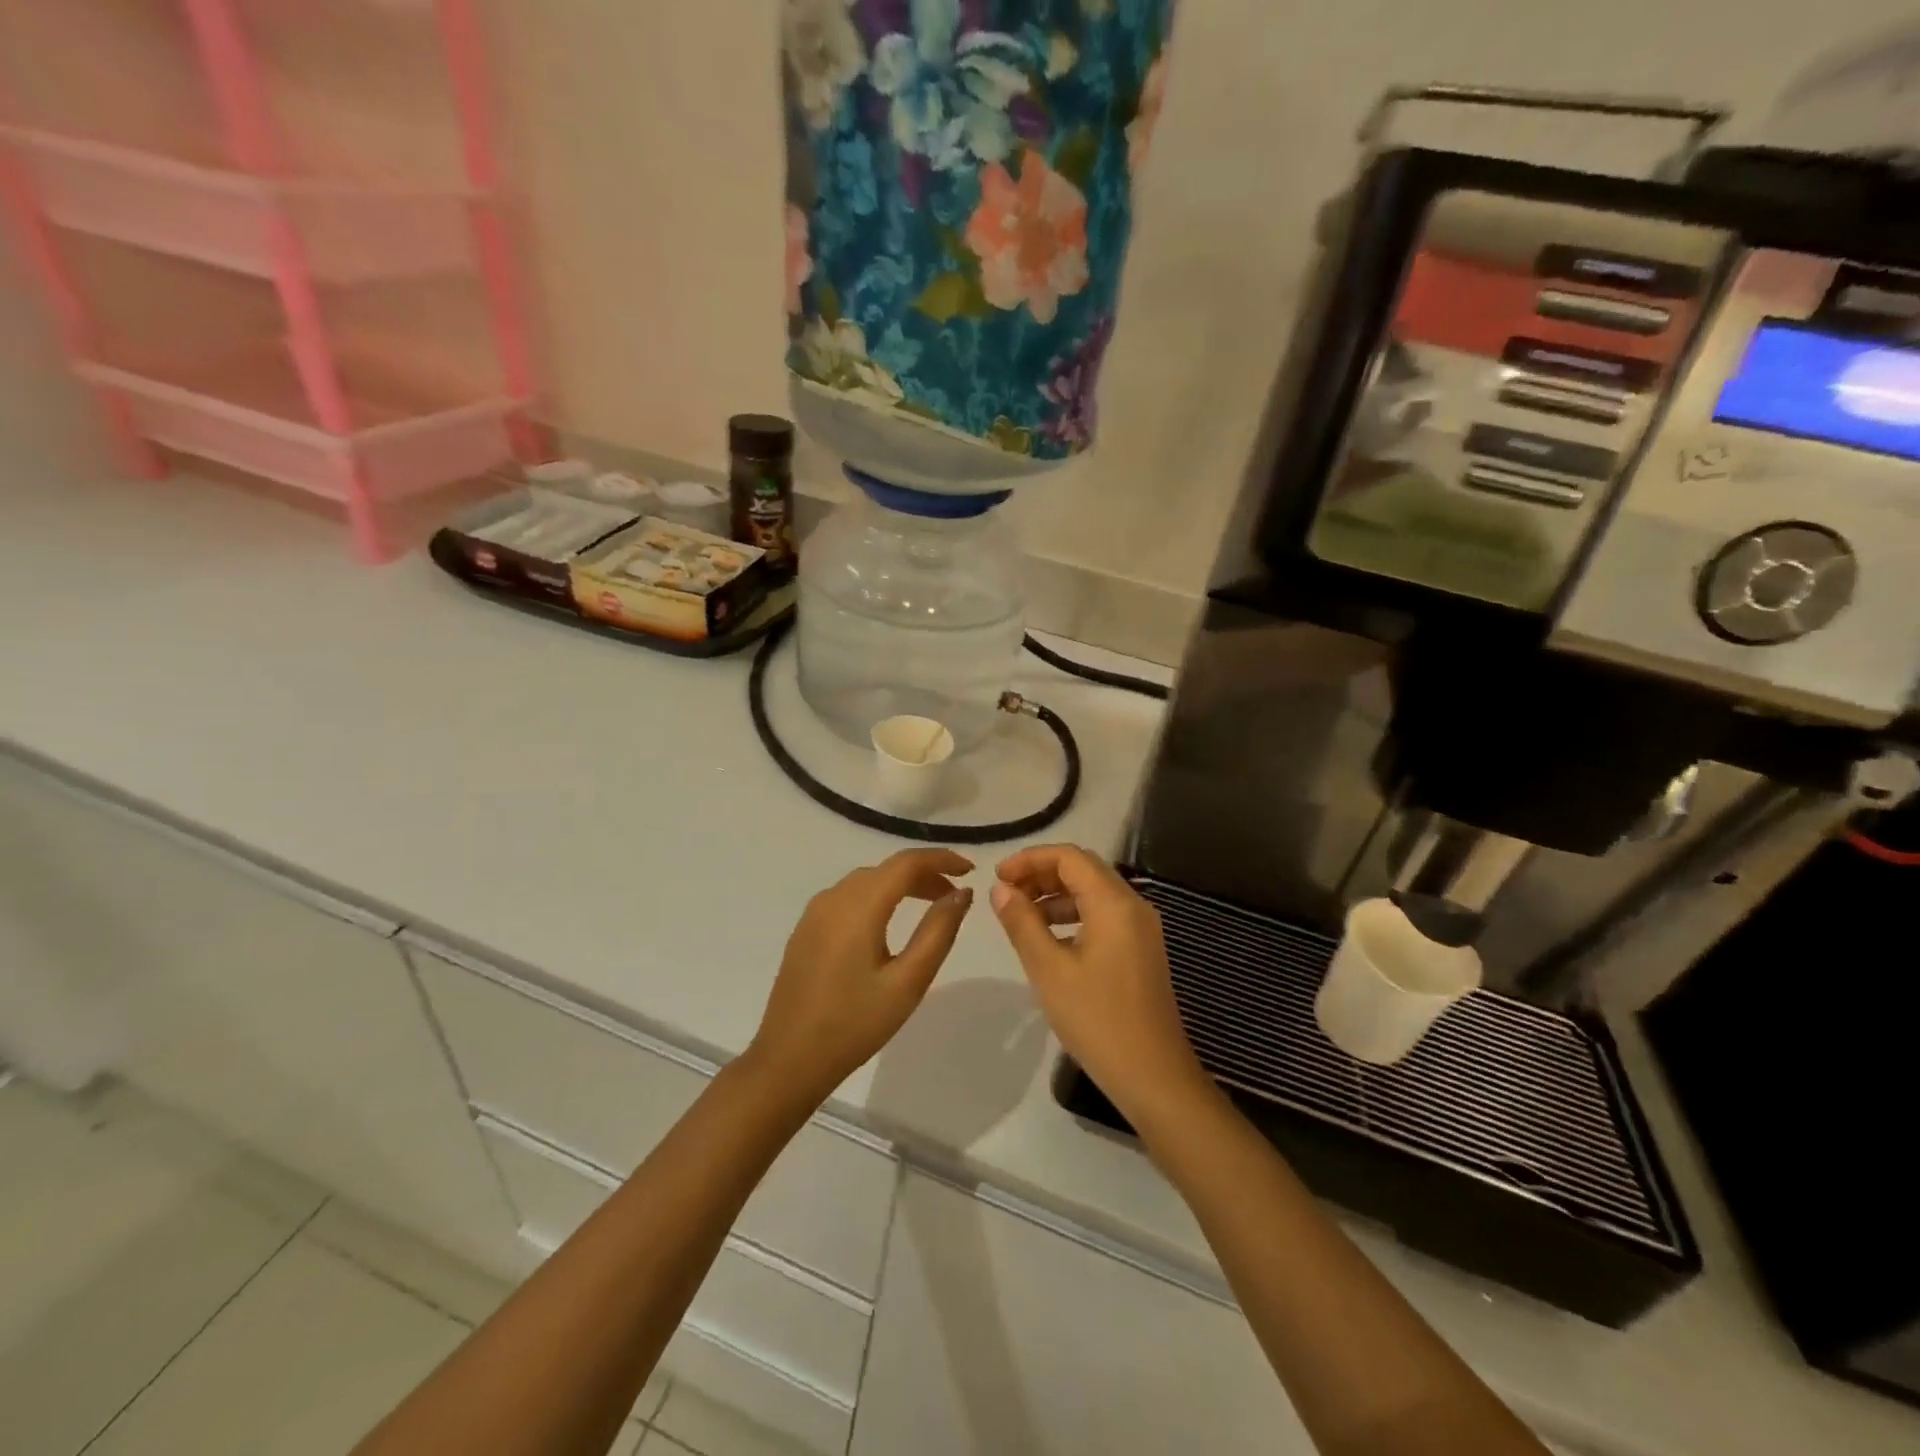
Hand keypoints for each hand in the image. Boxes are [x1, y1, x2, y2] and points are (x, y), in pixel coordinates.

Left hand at [748, 849, 974, 1104]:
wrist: (788, 1060)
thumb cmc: (854, 1024)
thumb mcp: (907, 982)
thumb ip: (938, 932)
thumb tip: (962, 894)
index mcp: (859, 906)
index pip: (906, 863)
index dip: (941, 859)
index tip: (970, 870)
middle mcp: (833, 898)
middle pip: (886, 869)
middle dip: (924, 874)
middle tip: (955, 897)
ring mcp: (814, 913)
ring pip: (866, 882)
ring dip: (900, 885)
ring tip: (929, 907)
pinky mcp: (806, 930)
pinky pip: (848, 897)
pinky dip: (876, 897)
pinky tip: (888, 923)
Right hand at [990, 845, 1214, 1129]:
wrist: (1153, 1076)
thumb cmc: (1097, 1019)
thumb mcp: (1049, 969)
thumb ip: (1022, 922)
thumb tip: (1001, 889)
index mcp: (1114, 903)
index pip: (1069, 857)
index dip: (1030, 859)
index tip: (998, 878)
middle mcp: (1133, 906)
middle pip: (1083, 869)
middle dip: (1042, 873)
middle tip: (1006, 893)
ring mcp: (1141, 928)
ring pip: (1093, 892)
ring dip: (1056, 894)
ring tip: (1021, 915)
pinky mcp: (1141, 950)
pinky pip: (1104, 915)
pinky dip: (1073, 915)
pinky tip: (1050, 938)